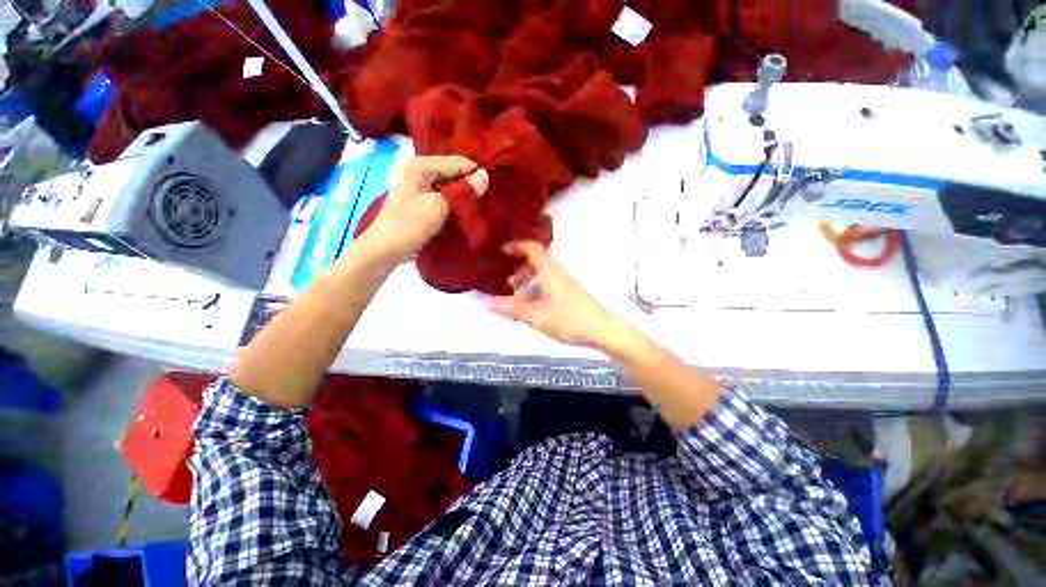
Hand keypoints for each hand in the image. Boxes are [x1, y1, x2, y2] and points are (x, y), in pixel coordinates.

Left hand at [365, 155, 488, 261]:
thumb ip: (463, 191)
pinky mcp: (419, 198)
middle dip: (469, 183)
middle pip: (452, 171)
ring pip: (448, 184)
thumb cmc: (410, 225)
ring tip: (481, 203)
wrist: (386, 249)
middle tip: (490, 196)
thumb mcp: (439, 206)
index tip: (493, 188)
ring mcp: (417, 183)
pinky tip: (465, 209)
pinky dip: (454, 200)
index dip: (475, 173)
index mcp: (419, 164)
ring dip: (463, 193)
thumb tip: (486, 176)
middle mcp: (417, 168)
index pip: (456, 162)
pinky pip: (442, 194)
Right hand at [490, 241, 618, 348]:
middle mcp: (557, 271)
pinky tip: (533, 305)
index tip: (501, 251)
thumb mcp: (536, 316)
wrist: (602, 330)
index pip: (531, 248)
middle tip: (505, 281)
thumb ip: (511, 308)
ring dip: (528, 280)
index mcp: (549, 270)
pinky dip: (537, 288)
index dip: (516, 246)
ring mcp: (566, 281)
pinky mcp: (570, 292)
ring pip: (542, 274)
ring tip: (516, 296)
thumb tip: (486, 302)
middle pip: (536, 261)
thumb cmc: (568, 320)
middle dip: (519, 268)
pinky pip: (549, 283)